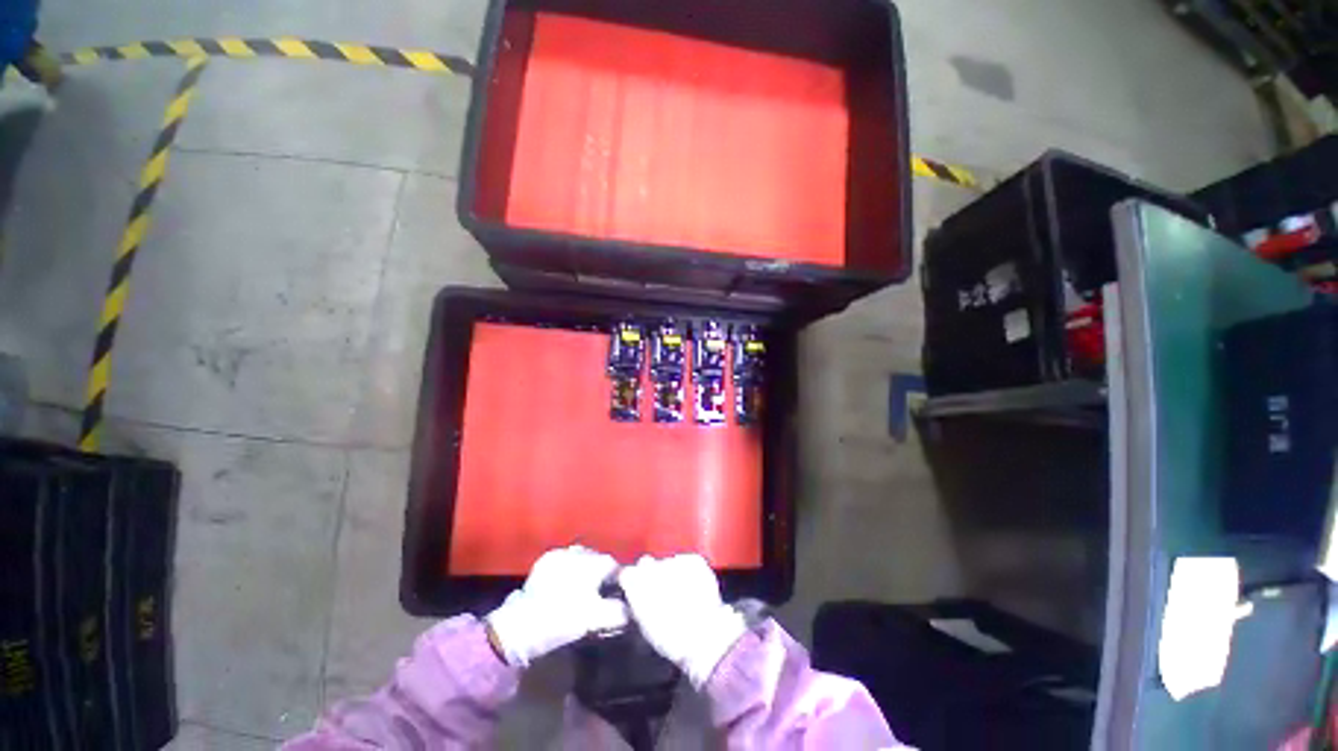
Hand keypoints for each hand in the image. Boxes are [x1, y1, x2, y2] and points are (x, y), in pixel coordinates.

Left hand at [485, 545, 628, 666]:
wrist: (524, 624)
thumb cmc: (564, 618)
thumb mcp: (596, 618)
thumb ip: (618, 611)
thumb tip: (630, 608)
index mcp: (593, 562)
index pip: (612, 564)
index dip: (616, 578)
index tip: (616, 590)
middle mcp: (578, 552)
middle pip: (597, 558)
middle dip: (600, 571)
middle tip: (599, 589)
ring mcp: (560, 554)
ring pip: (580, 557)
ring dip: (584, 568)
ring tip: (582, 586)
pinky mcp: (545, 561)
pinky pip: (564, 559)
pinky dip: (568, 568)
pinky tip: (565, 583)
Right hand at [618, 554, 746, 687]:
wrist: (704, 635)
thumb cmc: (670, 638)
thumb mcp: (645, 626)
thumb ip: (636, 604)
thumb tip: (635, 596)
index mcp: (636, 583)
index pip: (627, 573)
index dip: (632, 582)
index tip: (637, 590)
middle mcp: (653, 566)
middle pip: (646, 563)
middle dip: (651, 574)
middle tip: (661, 592)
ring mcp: (675, 561)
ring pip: (668, 563)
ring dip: (671, 573)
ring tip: (681, 593)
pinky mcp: (694, 560)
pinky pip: (687, 561)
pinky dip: (688, 570)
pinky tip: (693, 587)